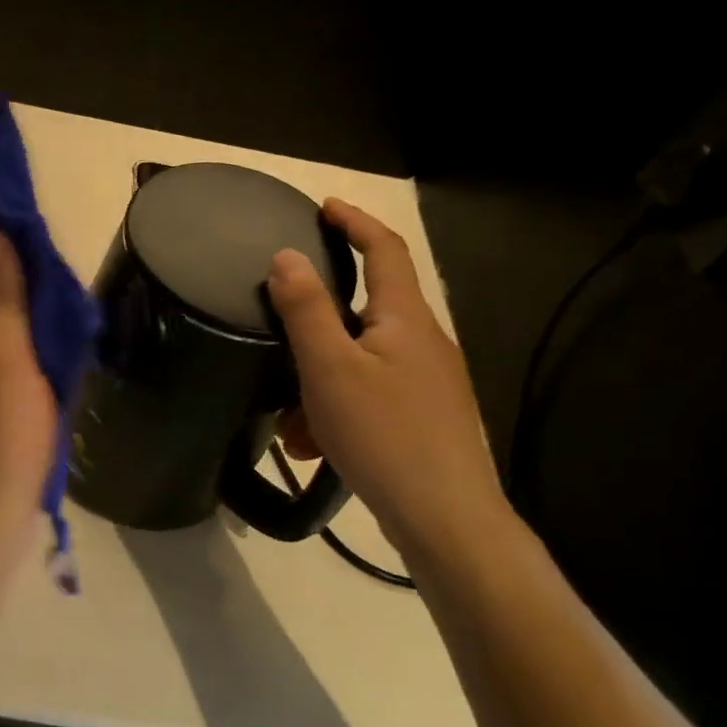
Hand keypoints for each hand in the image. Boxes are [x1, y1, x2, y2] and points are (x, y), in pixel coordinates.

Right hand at [269, 199, 507, 553]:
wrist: (445, 518)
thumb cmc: (384, 434)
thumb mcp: (329, 368)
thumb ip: (305, 309)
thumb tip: (286, 256)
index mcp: (405, 319)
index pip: (384, 250)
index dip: (354, 222)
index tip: (324, 207)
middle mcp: (423, 342)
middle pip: (367, 309)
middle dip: (319, 320)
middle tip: (281, 324)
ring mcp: (428, 383)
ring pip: (361, 361)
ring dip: (320, 378)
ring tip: (288, 420)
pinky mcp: (424, 418)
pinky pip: (370, 395)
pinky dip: (337, 408)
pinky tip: (313, 446)